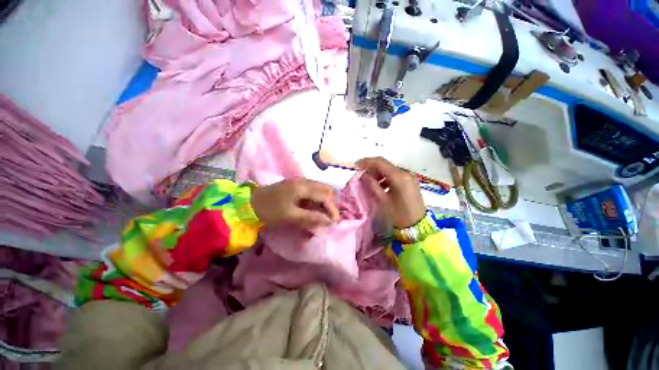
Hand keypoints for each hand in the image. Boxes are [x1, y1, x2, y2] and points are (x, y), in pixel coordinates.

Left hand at [251, 179, 339, 231]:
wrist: (249, 203)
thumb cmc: (269, 210)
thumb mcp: (290, 216)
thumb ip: (311, 217)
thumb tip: (329, 221)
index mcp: (303, 187)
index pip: (325, 196)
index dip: (332, 209)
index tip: (335, 222)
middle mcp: (304, 181)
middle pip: (326, 190)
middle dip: (331, 204)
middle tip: (330, 217)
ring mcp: (300, 182)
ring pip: (320, 190)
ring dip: (325, 201)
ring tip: (324, 214)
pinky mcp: (296, 186)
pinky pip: (313, 191)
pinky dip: (318, 200)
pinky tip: (315, 209)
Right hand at [357, 157, 425, 228]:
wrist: (417, 226)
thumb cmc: (398, 214)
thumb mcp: (382, 200)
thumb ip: (371, 185)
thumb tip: (363, 175)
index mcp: (399, 176)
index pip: (380, 162)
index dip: (367, 162)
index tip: (356, 166)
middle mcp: (405, 172)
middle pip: (385, 165)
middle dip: (372, 169)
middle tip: (362, 176)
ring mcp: (409, 177)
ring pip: (390, 170)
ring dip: (378, 174)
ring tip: (369, 183)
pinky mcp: (410, 182)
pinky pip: (395, 176)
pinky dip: (386, 178)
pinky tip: (380, 186)